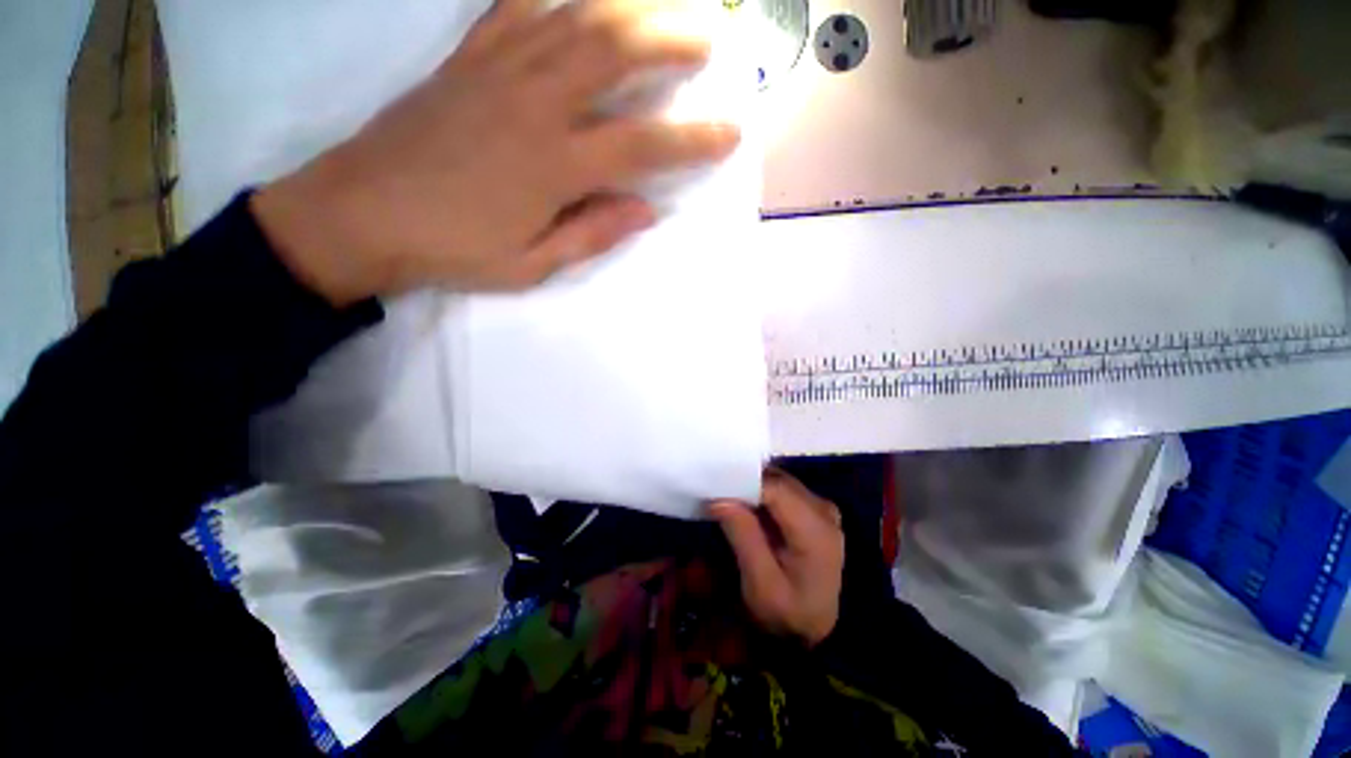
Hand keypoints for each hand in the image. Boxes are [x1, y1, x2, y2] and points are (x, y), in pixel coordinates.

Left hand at [252, 0, 739, 305]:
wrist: (358, 215)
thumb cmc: (452, 250)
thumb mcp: (531, 264)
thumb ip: (591, 233)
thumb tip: (645, 211)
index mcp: (553, 167)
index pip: (641, 147)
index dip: (692, 140)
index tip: (730, 132)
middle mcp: (533, 105)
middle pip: (613, 53)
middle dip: (670, 40)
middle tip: (708, 38)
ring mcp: (496, 71)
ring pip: (572, 18)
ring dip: (627, 6)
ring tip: (661, 6)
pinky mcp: (465, 59)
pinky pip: (514, 7)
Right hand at [711, 470, 844, 647]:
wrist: (817, 630)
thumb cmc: (788, 613)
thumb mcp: (761, 585)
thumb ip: (743, 537)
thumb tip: (719, 498)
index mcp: (816, 530)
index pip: (776, 489)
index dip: (744, 482)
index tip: (716, 490)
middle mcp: (823, 510)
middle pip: (778, 481)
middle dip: (745, 483)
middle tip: (717, 493)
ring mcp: (821, 508)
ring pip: (779, 481)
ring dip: (752, 487)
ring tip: (727, 498)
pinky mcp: (814, 510)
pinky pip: (783, 490)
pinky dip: (761, 493)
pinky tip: (745, 505)